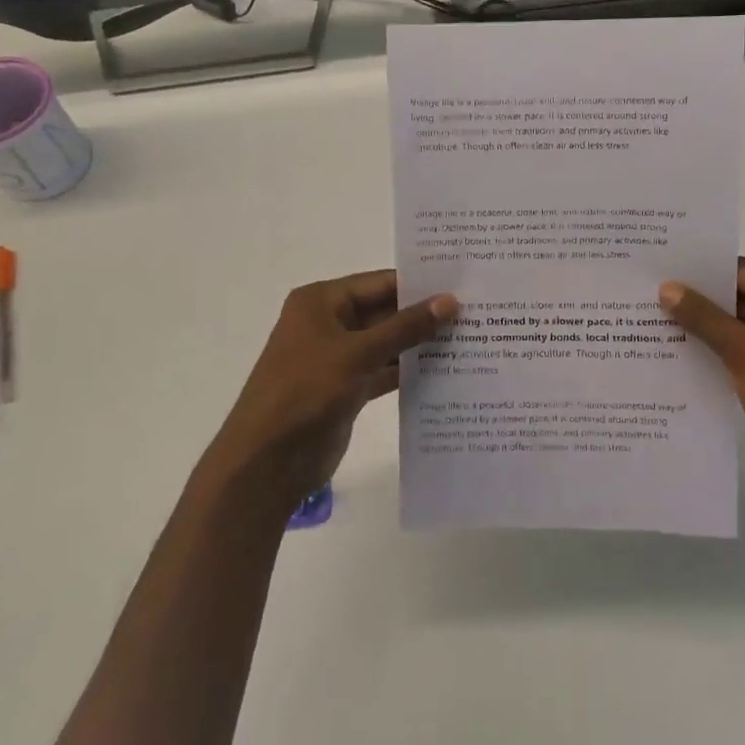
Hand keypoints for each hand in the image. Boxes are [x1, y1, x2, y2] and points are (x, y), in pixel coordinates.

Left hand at [211, 270, 456, 512]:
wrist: (267, 462)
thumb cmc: (305, 392)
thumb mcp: (358, 353)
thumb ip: (406, 327)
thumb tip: (451, 301)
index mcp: (321, 302)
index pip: (380, 283)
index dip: (420, 284)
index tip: (464, 285)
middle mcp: (329, 324)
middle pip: (385, 312)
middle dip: (425, 315)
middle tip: (477, 313)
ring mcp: (338, 358)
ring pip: (387, 343)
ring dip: (421, 345)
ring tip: (471, 339)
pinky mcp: (347, 389)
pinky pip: (384, 371)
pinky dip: (409, 371)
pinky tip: (447, 372)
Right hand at [661, 258, 744, 516]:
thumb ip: (704, 318)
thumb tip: (667, 287)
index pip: (742, 273)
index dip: (701, 271)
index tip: (657, 267)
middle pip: (735, 302)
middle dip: (693, 302)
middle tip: (641, 295)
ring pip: (731, 334)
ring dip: (695, 333)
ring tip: (643, 324)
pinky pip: (732, 362)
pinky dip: (705, 359)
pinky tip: (666, 359)